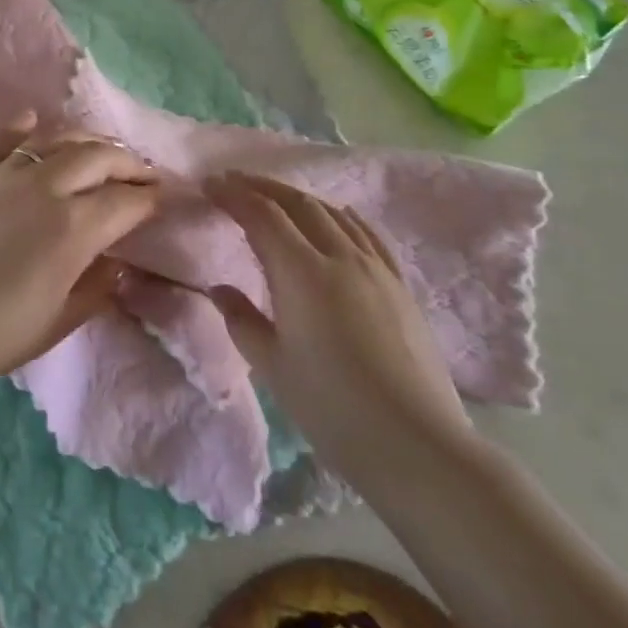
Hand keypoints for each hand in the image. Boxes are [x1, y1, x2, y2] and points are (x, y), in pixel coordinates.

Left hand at [0, 114, 161, 392]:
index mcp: (73, 228)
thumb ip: (96, 287)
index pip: (126, 201)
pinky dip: (21, 126)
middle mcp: (44, 188)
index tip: (163, 198)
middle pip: (98, 157)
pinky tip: (34, 122)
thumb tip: (118, 263)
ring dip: (86, 140)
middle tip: (142, 173)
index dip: (150, 198)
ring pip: (56, 139)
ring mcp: (4, 175)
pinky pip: (0, 139)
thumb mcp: (59, 321)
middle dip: (128, 162)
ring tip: (100, 149)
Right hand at [205, 173, 475, 495]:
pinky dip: (340, 215)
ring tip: (275, 198)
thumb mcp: (273, 367)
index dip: (233, 194)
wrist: (417, 446)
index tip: (209, 184)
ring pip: (332, 213)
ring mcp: (376, 268)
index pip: (261, 215)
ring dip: (297, 198)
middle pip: (297, 203)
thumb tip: (219, 288)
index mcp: (302, 273)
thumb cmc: (333, 410)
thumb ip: (241, 320)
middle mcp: (340, 257)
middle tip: (233, 182)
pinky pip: (366, 233)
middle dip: (261, 187)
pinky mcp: (399, 285)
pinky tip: (335, 217)